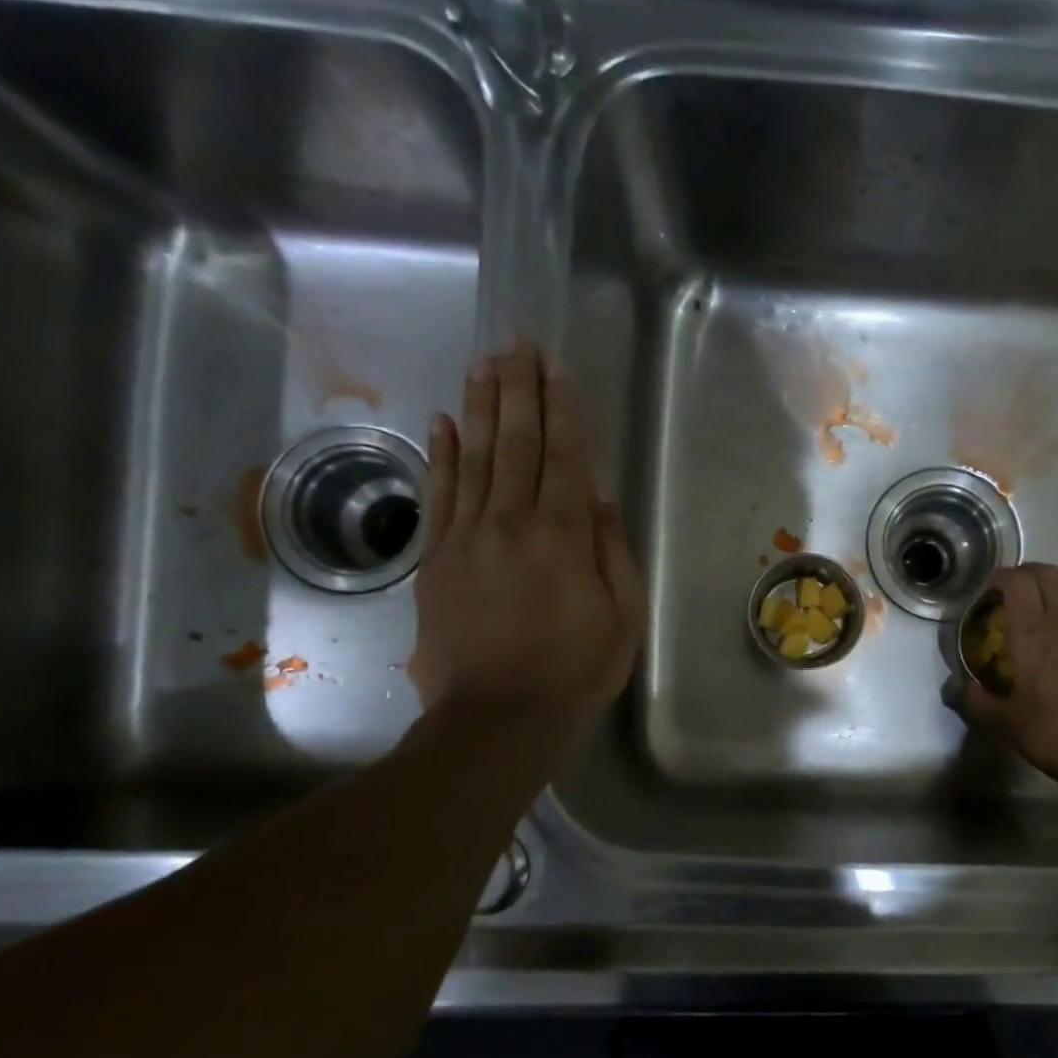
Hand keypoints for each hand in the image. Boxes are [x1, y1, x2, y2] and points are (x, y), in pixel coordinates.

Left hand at [410, 339, 642, 740]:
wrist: (498, 716)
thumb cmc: (576, 670)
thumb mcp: (622, 617)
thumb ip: (612, 552)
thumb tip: (599, 498)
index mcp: (563, 537)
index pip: (564, 458)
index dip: (562, 410)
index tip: (556, 367)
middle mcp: (511, 523)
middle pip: (515, 444)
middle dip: (518, 390)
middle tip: (516, 342)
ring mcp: (466, 538)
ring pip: (473, 458)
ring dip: (479, 407)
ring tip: (483, 363)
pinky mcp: (435, 559)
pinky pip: (439, 495)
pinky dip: (441, 455)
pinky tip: (442, 423)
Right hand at [957, 563, 1057, 789]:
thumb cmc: (1053, 732)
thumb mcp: (1005, 722)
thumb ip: (976, 700)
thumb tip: (956, 688)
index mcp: (1033, 633)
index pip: (1018, 581)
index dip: (1000, 576)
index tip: (987, 589)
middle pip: (1048, 574)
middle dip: (1026, 574)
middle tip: (1009, 593)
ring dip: (1049, 593)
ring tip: (1034, 616)